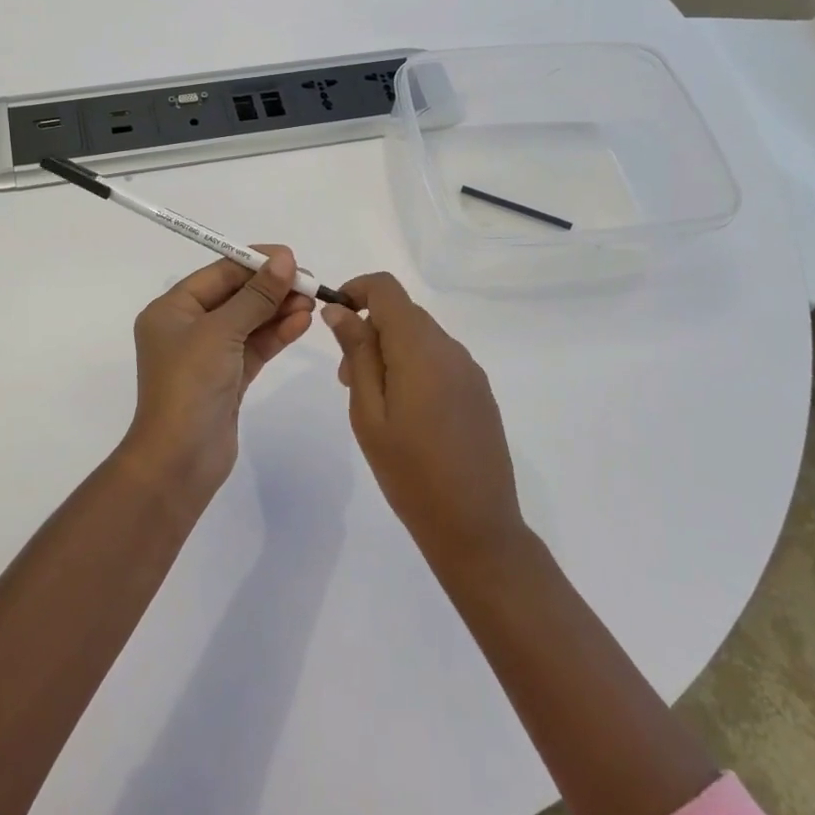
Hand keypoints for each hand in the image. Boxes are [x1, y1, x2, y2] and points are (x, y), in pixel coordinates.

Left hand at [125, 247, 315, 501]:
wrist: (179, 460)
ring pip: (248, 322)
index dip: (254, 262)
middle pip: (234, 296)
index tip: (291, 257)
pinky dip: (276, 334)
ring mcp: (208, 355)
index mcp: (171, 310)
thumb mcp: (221, 331)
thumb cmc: (190, 385)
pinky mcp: (227, 379)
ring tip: (312, 301)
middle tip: (308, 282)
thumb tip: (284, 259)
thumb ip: (256, 295)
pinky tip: (302, 322)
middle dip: (271, 288)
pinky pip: (254, 347)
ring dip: (278, 310)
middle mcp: (187, 328)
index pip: (217, 274)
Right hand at [321, 273, 526, 568]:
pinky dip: (414, 367)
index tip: (334, 319)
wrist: (475, 526)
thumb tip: (339, 309)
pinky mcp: (479, 392)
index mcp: (420, 348)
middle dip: (369, 330)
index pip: (386, 288)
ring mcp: (470, 370)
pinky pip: (440, 360)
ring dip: (391, 351)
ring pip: (421, 337)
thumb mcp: (368, 412)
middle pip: (403, 313)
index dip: (356, 290)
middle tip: (347, 379)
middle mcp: (450, 348)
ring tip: (374, 402)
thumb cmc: (409, 472)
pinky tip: (407, 415)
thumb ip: (356, 353)